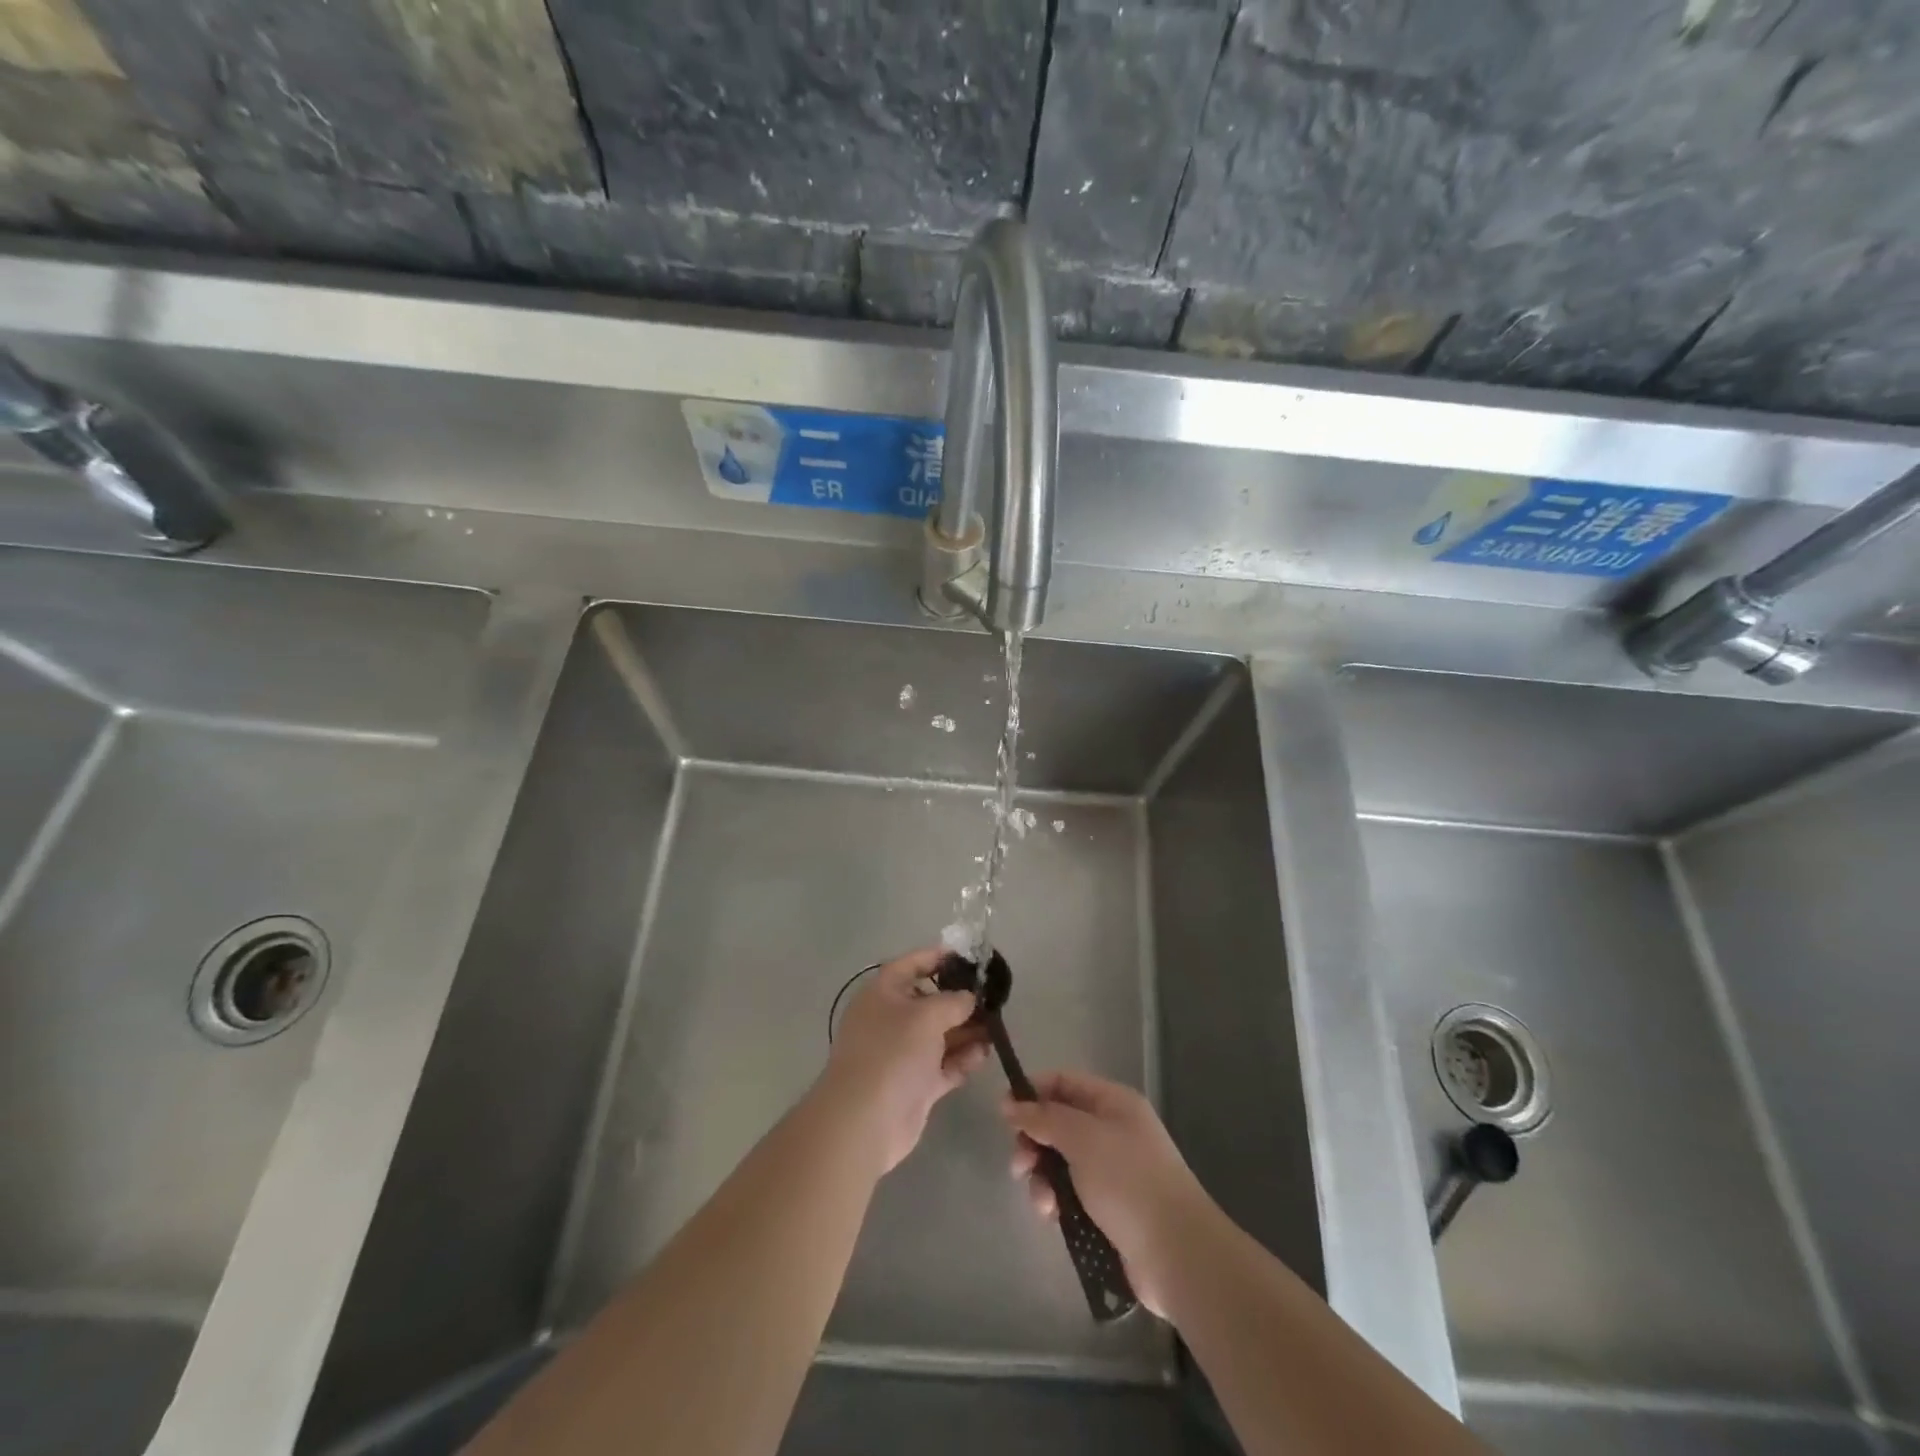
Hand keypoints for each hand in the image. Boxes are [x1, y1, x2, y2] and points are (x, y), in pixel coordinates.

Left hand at [820, 948, 990, 1173]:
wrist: (865, 1120)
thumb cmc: (892, 1052)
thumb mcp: (926, 1015)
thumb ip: (953, 1001)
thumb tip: (969, 997)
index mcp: (883, 993)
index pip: (911, 964)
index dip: (938, 957)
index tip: (969, 957)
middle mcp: (891, 1019)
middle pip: (930, 1001)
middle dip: (961, 1000)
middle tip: (994, 998)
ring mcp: (903, 1053)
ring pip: (941, 1034)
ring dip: (967, 1030)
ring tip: (997, 1027)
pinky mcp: (916, 1083)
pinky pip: (944, 1064)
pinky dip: (963, 1058)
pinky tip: (985, 1053)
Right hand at [1002, 1070, 1214, 1316]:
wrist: (1177, 1254)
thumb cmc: (1129, 1182)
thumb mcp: (1082, 1138)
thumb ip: (1043, 1118)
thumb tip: (1010, 1104)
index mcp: (1113, 1102)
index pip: (1063, 1082)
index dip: (1031, 1093)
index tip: (1003, 1115)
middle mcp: (1113, 1130)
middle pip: (1058, 1123)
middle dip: (1034, 1143)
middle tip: (1020, 1166)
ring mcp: (1112, 1170)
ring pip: (1061, 1162)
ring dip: (1043, 1178)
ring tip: (1044, 1203)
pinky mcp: (1110, 1208)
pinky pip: (1071, 1193)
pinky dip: (1058, 1201)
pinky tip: (1055, 1218)